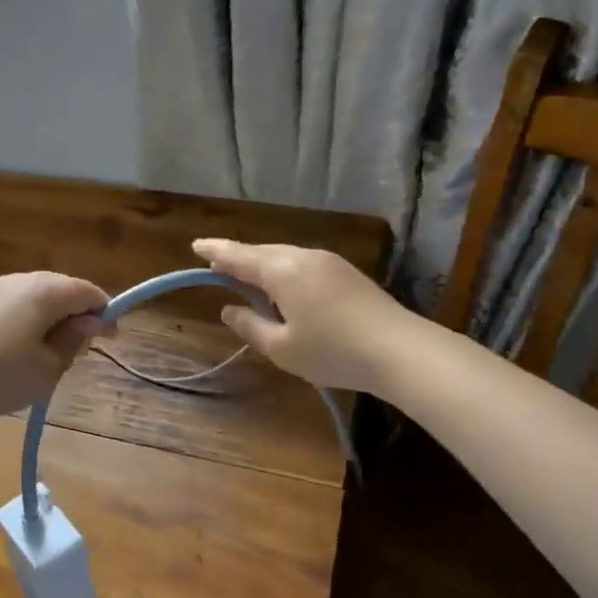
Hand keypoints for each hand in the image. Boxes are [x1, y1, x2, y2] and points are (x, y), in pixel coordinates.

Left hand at [0, 273, 111, 425]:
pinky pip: (17, 306)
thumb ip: (74, 342)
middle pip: (64, 290)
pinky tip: (20, 352)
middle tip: (79, 353)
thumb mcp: (48, 368)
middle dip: (78, 316)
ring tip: (48, 357)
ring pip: (39, 299)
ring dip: (52, 321)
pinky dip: (29, 323)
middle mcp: (23, 280)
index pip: (89, 292)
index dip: (105, 314)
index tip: (109, 341)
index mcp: (47, 290)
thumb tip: (89, 322)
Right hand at [192, 239, 409, 393]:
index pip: (239, 256)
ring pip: (285, 257)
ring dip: (263, 266)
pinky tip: (284, 289)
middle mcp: (304, 257)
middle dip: (238, 258)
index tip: (196, 245)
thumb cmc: (333, 351)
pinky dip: (284, 272)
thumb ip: (251, 326)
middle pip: (262, 253)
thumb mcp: (282, 348)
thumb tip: (230, 310)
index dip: (216, 251)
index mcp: (282, 271)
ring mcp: (329, 262)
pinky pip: (303, 264)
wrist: (400, 350)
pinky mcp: (347, 273)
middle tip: (217, 266)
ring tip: (247, 279)